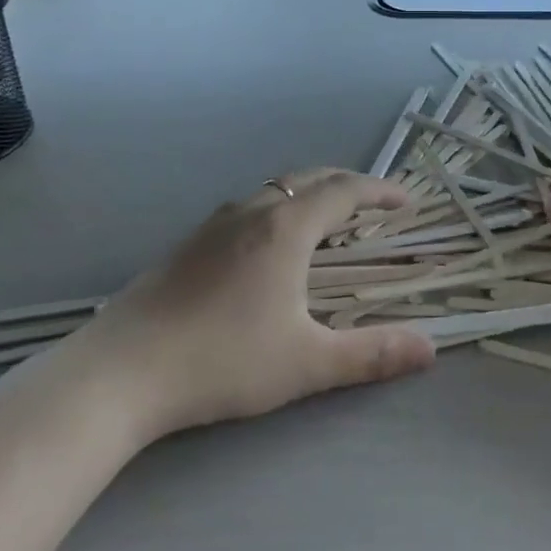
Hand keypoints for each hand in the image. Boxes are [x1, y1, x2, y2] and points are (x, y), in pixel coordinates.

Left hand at [79, 168, 436, 437]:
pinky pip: (248, 206)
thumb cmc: (222, 361)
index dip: (379, 190)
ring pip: (274, 189)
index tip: (406, 200)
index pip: (344, 190)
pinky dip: (277, 208)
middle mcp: (252, 211)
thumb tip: (429, 350)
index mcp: (286, 228)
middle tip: (372, 203)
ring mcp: (214, 224)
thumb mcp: (306, 363)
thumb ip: (370, 354)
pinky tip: (268, 246)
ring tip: (326, 220)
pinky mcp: (188, 243)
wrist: (120, 372)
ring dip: (308, 193)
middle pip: (309, 178)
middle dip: (347, 184)